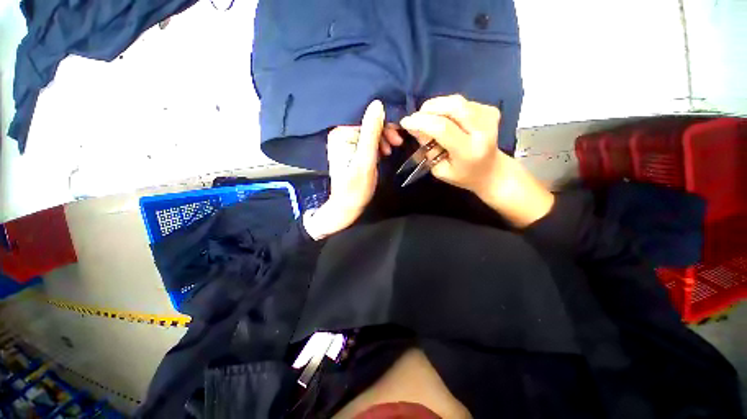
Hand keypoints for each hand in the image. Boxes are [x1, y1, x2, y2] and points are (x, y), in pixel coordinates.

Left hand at [304, 100, 385, 239]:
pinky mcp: (350, 151)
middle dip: (384, 134)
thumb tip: (377, 104)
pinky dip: (377, 147)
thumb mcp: (366, 159)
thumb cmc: (356, 186)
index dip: (384, 127)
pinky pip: (366, 142)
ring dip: (382, 141)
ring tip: (390, 152)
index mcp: (340, 134)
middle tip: (397, 144)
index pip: (367, 121)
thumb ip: (371, 132)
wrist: (347, 206)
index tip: (397, 139)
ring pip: (369, 134)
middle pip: (368, 126)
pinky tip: (383, 154)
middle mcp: (340, 134)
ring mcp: (344, 143)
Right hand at [399, 95, 553, 227]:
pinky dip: (447, 107)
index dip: (421, 121)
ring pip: (456, 101)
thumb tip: (414, 126)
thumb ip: (427, 148)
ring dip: (437, 106)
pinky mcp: (491, 110)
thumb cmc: (462, 175)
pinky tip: (445, 118)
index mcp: (469, 151)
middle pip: (453, 106)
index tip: (406, 121)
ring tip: (429, 119)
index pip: (443, 128)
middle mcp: (483, 130)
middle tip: (417, 117)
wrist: (491, 171)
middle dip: (429, 108)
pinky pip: (462, 102)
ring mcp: (489, 117)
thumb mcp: (439, 169)